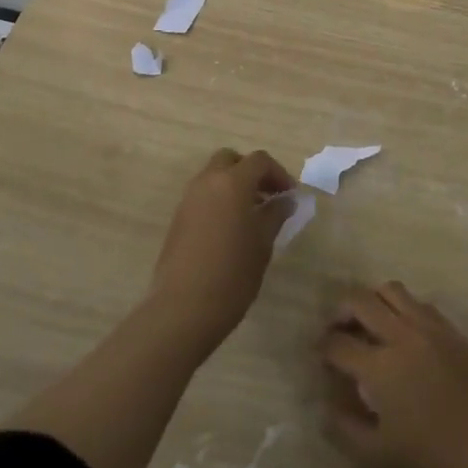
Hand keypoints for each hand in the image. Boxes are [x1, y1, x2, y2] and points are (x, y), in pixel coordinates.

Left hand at [146, 148, 295, 359]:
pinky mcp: (178, 219)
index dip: (279, 173)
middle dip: (251, 171)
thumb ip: (275, 215)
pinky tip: (230, 229)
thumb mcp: (263, 242)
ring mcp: (188, 200)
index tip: (290, 195)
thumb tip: (285, 201)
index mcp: (232, 183)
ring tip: (251, 214)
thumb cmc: (233, 273)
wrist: (184, 308)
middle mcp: (207, 182)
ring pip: (213, 177)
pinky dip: (219, 200)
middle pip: (231, 160)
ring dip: (233, 185)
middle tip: (268, 195)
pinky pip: (202, 196)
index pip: (259, 161)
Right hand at [320, 282, 467, 467]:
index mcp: (380, 367)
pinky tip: (404, 334)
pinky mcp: (454, 331)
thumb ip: (346, 426)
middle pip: (361, 301)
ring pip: (392, 291)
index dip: (322, 348)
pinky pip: (421, 305)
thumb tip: (328, 403)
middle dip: (341, 312)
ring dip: (373, 302)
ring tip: (370, 324)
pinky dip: (404, 310)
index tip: (319, 356)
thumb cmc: (435, 463)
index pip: (338, 344)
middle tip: (338, 331)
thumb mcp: (379, 455)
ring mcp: (432, 328)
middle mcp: (403, 335)